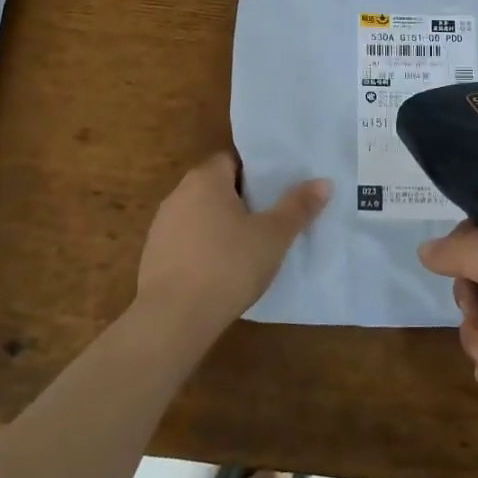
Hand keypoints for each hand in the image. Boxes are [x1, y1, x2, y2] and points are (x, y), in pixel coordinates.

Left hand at [132, 152, 329, 340]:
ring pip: (201, 215)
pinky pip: (187, 241)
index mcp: (206, 179)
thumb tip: (323, 181)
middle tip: (271, 216)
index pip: (232, 160)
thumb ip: (298, 207)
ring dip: (222, 225)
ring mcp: (162, 226)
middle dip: (242, 199)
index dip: (256, 172)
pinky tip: (223, 270)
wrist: (173, 318)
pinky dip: (205, 248)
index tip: (277, 189)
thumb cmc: (228, 265)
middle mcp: (179, 194)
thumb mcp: (274, 236)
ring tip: (250, 245)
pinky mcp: (154, 256)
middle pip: (216, 186)